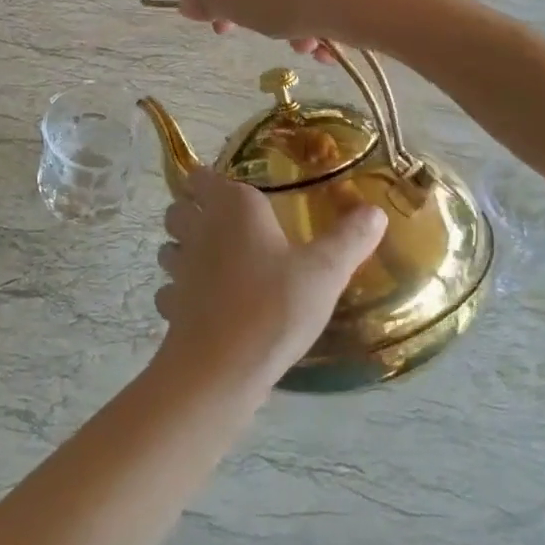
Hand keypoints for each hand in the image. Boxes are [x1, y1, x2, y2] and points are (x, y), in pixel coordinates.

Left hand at [154, 167, 385, 387]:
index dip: (210, 180)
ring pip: (169, 245)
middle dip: (192, 211)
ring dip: (182, 248)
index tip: (230, 191)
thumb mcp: (324, 273)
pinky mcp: (170, 304)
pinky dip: (179, 291)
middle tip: (224, 225)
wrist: (220, 368)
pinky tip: (204, 305)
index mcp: (233, 206)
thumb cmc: (274, 307)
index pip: (203, 176)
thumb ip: (349, 239)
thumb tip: (375, 211)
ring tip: (213, 262)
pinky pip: (169, 288)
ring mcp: (179, 267)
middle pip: (180, 207)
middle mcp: (200, 228)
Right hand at [175, 0, 372, 61]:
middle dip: (263, 17)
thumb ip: (206, 3)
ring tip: (305, 44)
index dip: (223, 3)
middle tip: (270, 38)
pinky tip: (327, 42)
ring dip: (292, 25)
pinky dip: (318, 18)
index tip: (227, 30)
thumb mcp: (233, 5)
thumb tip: (180, 2)